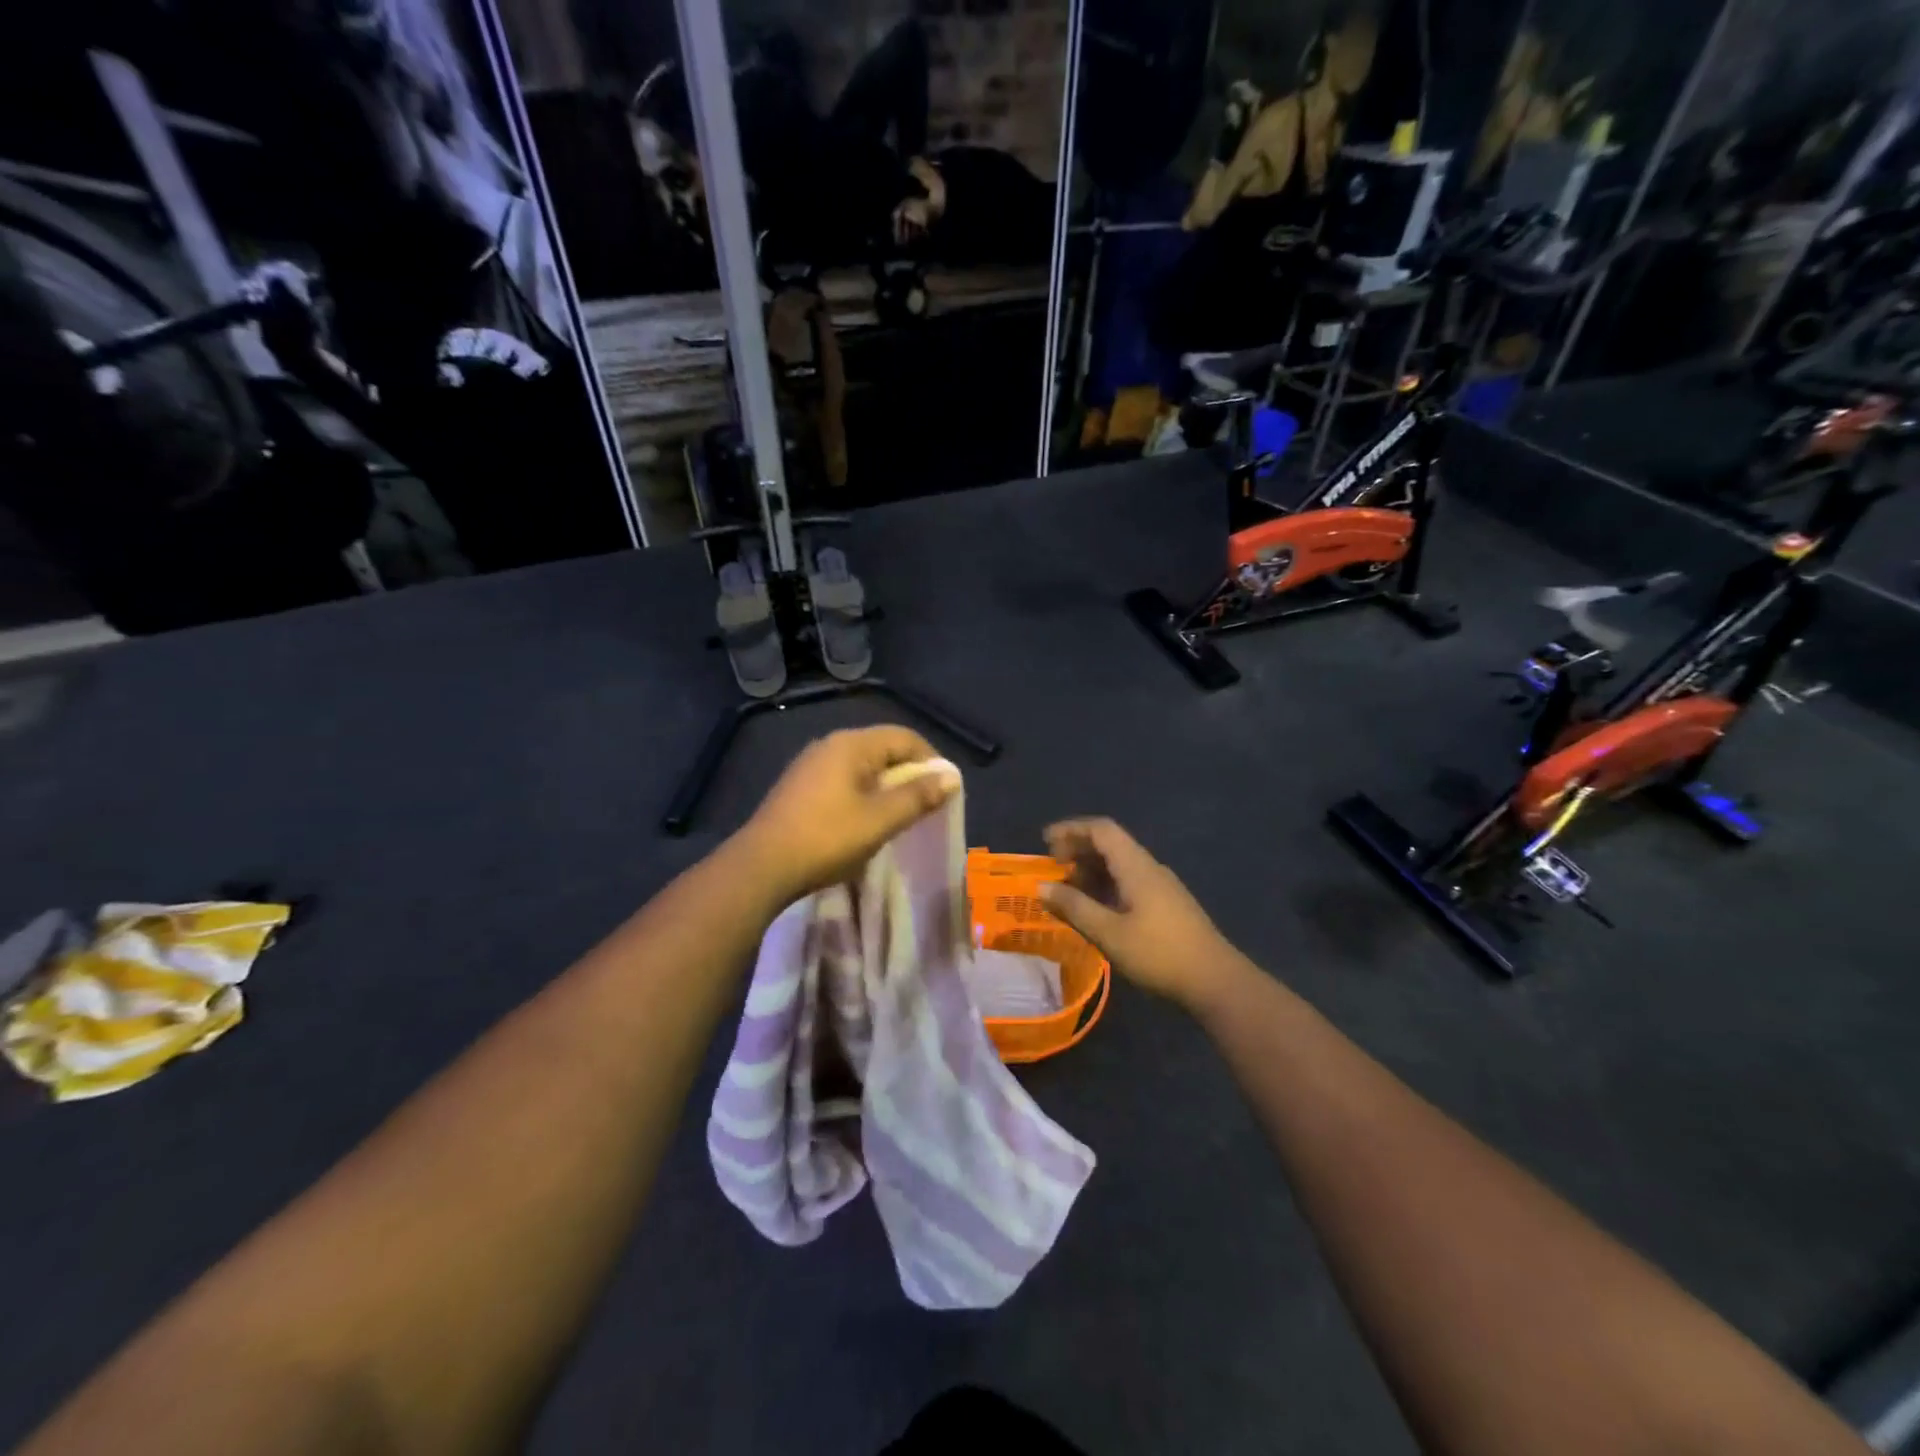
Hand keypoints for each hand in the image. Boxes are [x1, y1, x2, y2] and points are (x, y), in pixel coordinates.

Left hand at [734, 727, 956, 907]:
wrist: (761, 867)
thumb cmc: (826, 839)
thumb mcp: (880, 820)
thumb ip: (918, 796)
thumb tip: (951, 776)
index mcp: (851, 745)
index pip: (904, 737)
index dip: (931, 760)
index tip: (945, 790)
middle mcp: (829, 745)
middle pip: (882, 748)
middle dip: (909, 773)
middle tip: (925, 806)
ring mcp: (810, 765)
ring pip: (862, 766)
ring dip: (886, 786)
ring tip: (898, 816)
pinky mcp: (798, 787)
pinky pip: (842, 780)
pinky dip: (863, 794)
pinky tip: (863, 822)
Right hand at [1040, 819, 1242, 1009]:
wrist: (1216, 981)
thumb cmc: (1159, 954)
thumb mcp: (1109, 933)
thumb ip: (1074, 907)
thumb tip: (1042, 886)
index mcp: (1136, 866)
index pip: (1101, 830)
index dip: (1071, 829)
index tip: (1045, 842)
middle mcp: (1149, 868)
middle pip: (1110, 844)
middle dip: (1078, 850)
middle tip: (1052, 869)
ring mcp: (1161, 886)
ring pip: (1120, 865)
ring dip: (1091, 871)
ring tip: (1067, 892)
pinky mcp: (1167, 905)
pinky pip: (1129, 882)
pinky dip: (1106, 886)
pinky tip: (1095, 909)